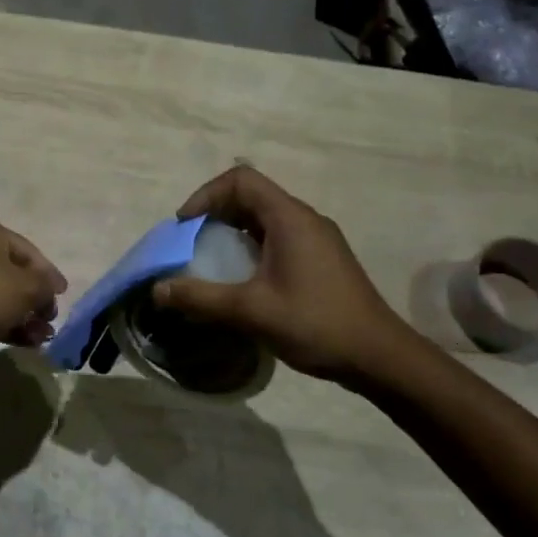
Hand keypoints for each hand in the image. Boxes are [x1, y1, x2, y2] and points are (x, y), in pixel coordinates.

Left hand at [0, 220, 66, 369]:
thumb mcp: (29, 286)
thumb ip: (46, 285)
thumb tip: (51, 290)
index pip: (27, 250)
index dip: (49, 272)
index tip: (63, 293)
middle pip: (14, 274)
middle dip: (37, 298)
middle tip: (51, 316)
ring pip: (3, 296)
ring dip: (27, 316)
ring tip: (45, 335)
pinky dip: (10, 325)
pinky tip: (31, 342)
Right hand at [151, 165, 419, 383]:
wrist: (380, 357)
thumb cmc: (316, 324)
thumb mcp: (251, 311)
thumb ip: (201, 297)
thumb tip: (157, 290)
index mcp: (289, 218)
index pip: (240, 179)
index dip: (206, 195)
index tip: (185, 226)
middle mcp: (304, 219)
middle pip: (251, 195)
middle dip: (215, 213)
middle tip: (191, 244)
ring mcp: (317, 238)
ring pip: (264, 218)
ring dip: (233, 231)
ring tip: (210, 261)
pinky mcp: (322, 258)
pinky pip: (278, 237)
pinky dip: (252, 246)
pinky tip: (243, 280)